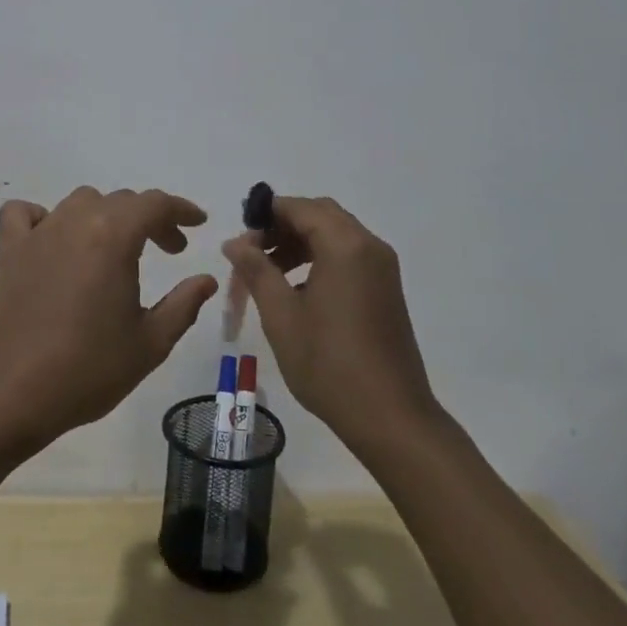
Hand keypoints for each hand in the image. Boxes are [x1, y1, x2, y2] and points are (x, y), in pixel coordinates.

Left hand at [0, 187, 217, 452]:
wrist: (12, 395)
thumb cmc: (88, 370)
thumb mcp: (150, 344)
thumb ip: (183, 305)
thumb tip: (205, 280)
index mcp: (113, 237)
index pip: (154, 204)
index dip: (181, 210)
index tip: (197, 224)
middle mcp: (75, 222)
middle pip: (120, 201)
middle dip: (151, 219)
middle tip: (169, 250)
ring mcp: (38, 233)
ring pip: (79, 202)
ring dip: (106, 215)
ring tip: (116, 248)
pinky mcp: (9, 250)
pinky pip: (24, 214)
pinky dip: (43, 217)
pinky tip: (54, 241)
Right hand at [222, 196, 436, 447]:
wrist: (391, 418)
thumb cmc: (329, 364)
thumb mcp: (281, 315)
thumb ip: (256, 270)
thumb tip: (234, 242)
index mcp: (345, 245)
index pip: (299, 207)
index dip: (265, 215)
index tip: (239, 240)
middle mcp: (369, 246)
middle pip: (320, 215)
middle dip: (282, 227)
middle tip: (252, 253)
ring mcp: (382, 268)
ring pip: (335, 234)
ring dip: (300, 243)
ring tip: (268, 273)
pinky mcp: (385, 289)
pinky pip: (349, 255)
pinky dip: (320, 258)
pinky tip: (298, 291)